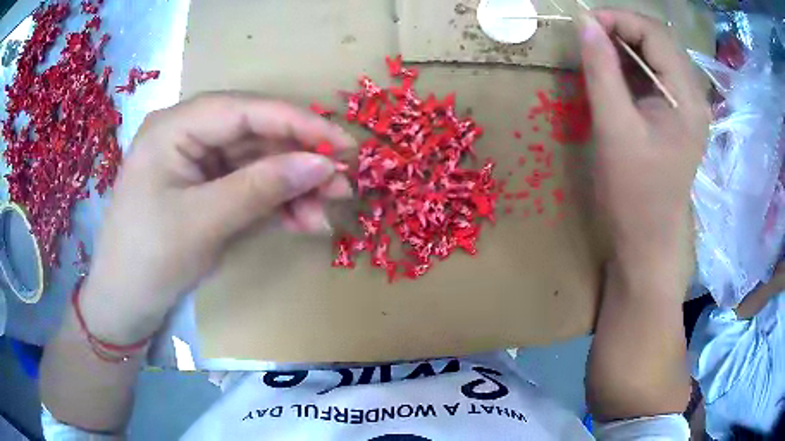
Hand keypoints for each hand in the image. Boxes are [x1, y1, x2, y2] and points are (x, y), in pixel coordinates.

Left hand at [80, 93, 355, 343]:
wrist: (124, 304)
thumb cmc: (149, 259)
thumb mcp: (204, 222)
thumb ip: (262, 187)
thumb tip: (323, 164)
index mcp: (174, 126)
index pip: (244, 110)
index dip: (298, 123)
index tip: (343, 144)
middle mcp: (187, 134)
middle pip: (255, 134)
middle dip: (299, 159)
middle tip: (342, 183)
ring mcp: (197, 163)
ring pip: (257, 162)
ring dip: (293, 187)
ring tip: (326, 212)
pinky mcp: (205, 189)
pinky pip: (248, 186)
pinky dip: (276, 204)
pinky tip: (302, 222)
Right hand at [579, 10, 708, 278]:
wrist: (647, 243)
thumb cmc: (634, 194)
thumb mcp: (614, 129)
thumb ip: (601, 71)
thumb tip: (585, 24)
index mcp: (687, 99)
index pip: (656, 35)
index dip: (619, 19)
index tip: (584, 23)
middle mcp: (693, 98)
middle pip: (659, 42)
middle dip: (622, 29)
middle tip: (589, 36)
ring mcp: (686, 109)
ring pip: (656, 57)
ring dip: (626, 47)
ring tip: (596, 52)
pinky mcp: (676, 119)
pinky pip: (655, 78)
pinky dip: (631, 67)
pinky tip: (612, 74)